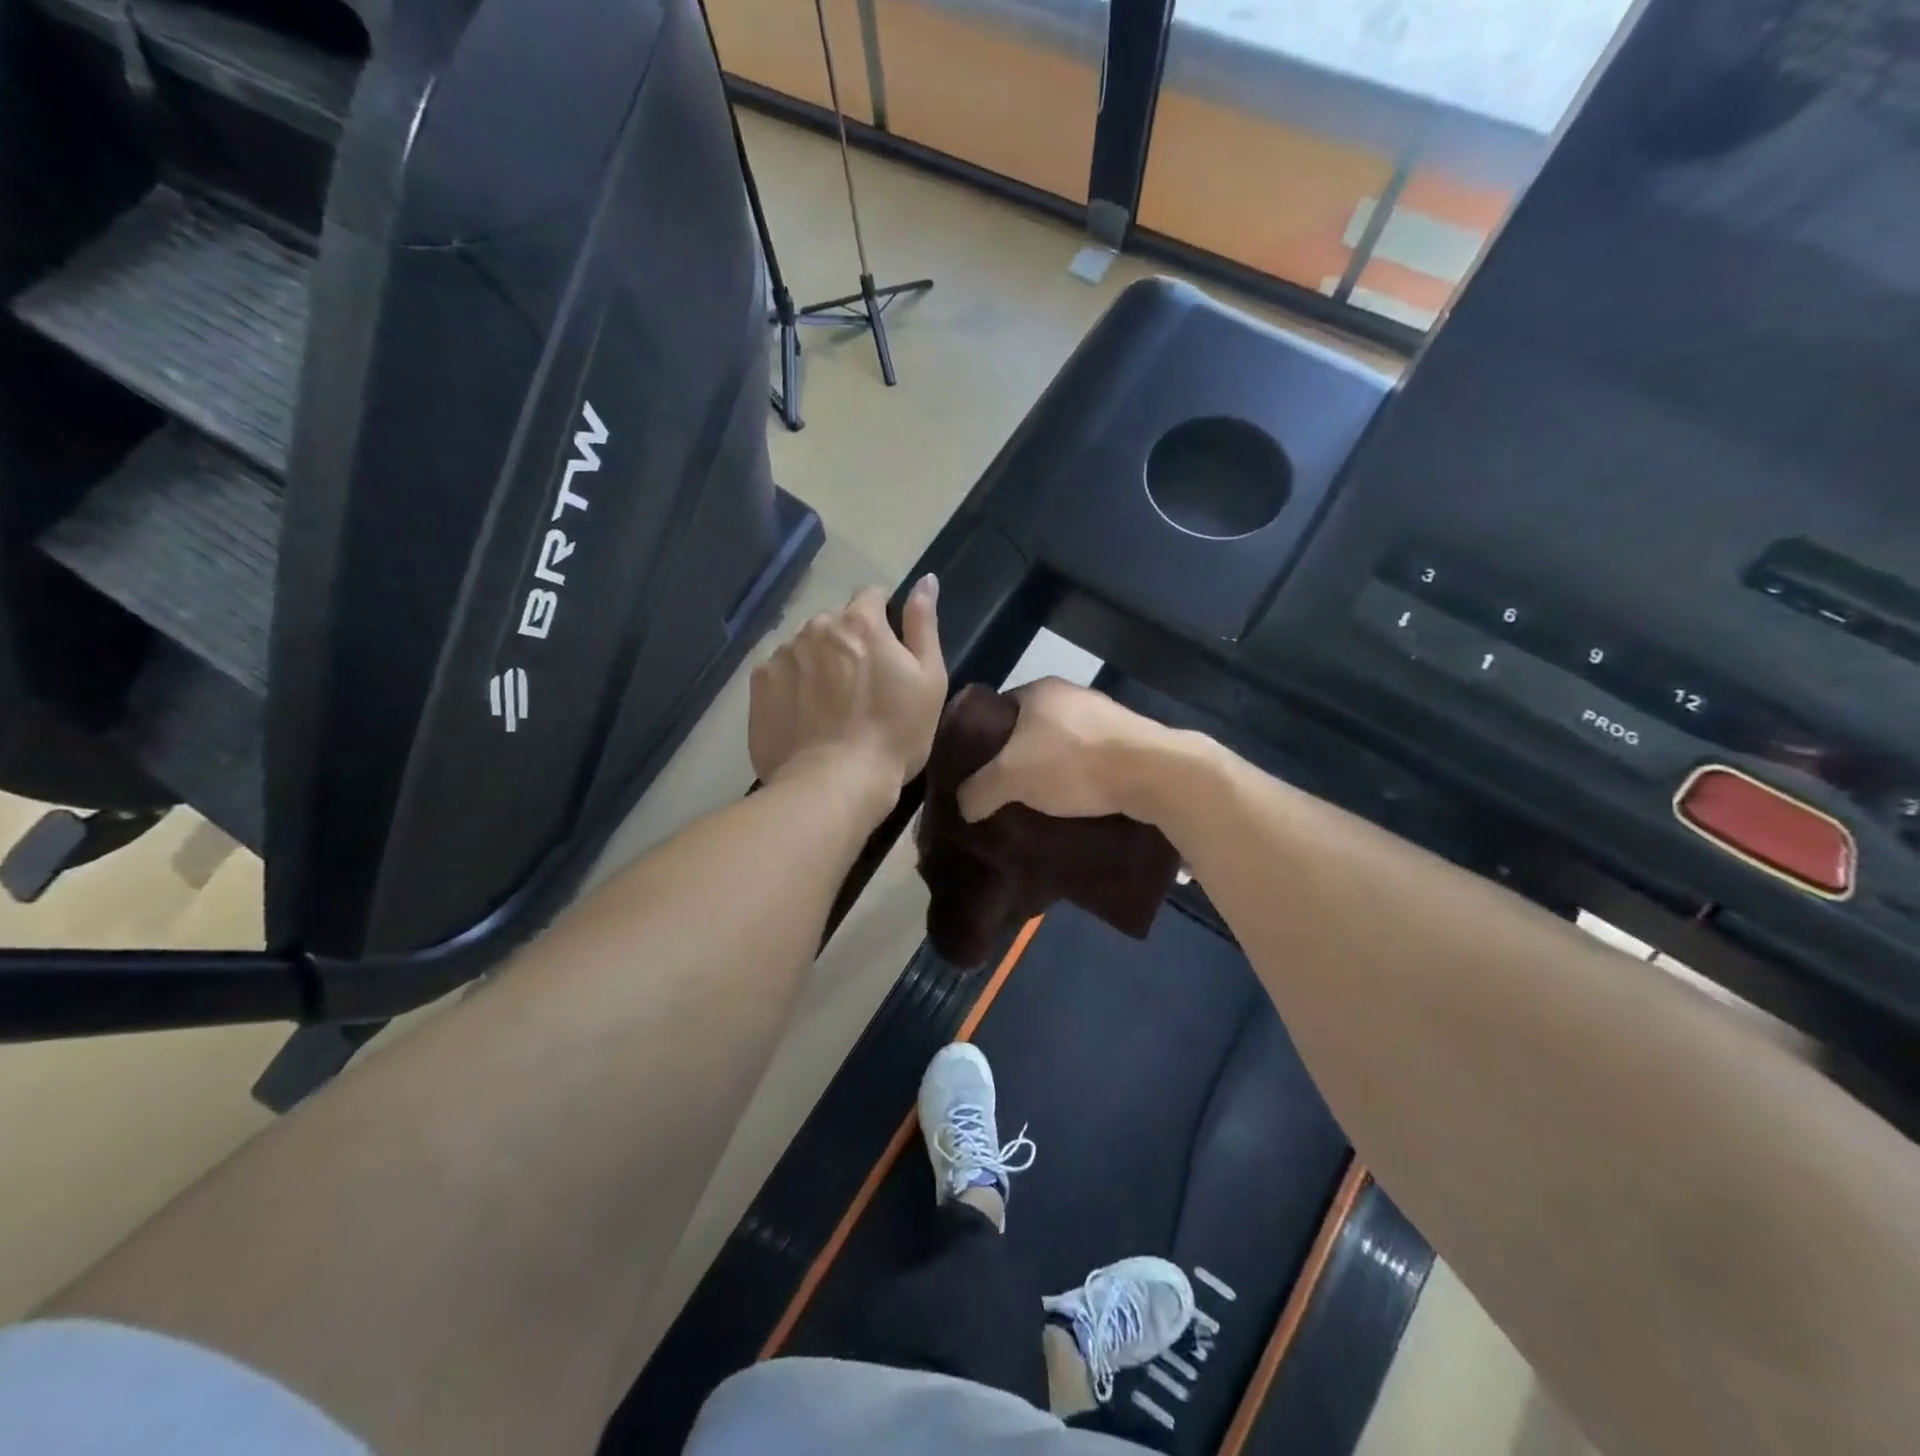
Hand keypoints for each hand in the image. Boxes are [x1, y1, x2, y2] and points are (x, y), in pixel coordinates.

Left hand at [749, 575, 945, 795]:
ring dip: (819, 662)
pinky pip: (780, 672)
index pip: (871, 597)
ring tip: (830, 705)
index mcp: (860, 621)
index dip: (883, 621)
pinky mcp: (758, 685)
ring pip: (805, 647)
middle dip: (848, 642)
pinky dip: (792, 685)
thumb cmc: (895, 734)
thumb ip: (923, 624)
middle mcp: (815, 626)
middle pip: (835, 622)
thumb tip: (925, 580)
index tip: (888, 653)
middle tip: (861, 686)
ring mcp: (782, 654)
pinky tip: (805, 716)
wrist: (834, 783)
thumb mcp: (929, 679)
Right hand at [956, 677, 1172, 821]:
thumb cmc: (1072, 762)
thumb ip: (979, 789)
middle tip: (1003, 790)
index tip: (976, 770)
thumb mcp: (1010, 777)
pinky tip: (1074, 801)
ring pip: (1062, 744)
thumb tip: (963, 805)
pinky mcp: (1128, 740)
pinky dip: (1079, 777)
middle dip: (1016, 758)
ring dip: (1050, 769)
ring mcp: (1103, 716)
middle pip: (1029, 729)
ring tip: (1037, 802)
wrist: (1152, 772)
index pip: (996, 711)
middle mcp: (1070, 695)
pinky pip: (1090, 758)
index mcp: (1038, 690)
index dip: (982, 740)